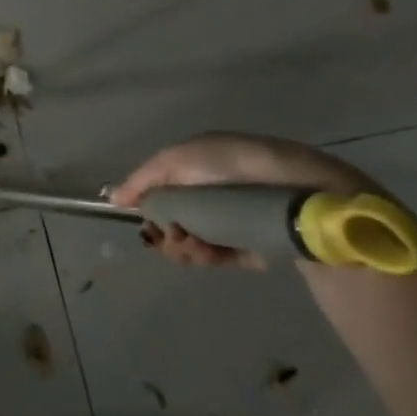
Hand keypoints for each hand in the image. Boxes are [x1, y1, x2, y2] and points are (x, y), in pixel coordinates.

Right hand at [109, 133, 370, 270]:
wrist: (303, 197)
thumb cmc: (236, 167)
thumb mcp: (181, 160)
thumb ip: (146, 179)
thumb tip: (113, 197)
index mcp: (201, 161)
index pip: (163, 183)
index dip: (148, 201)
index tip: (137, 219)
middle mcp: (218, 186)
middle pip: (177, 213)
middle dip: (166, 228)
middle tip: (168, 238)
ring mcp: (237, 216)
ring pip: (196, 235)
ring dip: (184, 244)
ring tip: (190, 248)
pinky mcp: (257, 244)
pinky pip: (222, 253)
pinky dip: (208, 256)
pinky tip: (205, 256)